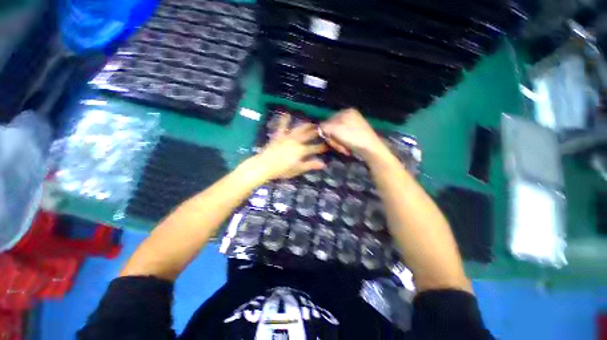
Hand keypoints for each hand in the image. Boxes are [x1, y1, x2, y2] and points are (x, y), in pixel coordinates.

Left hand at [246, 114, 326, 181]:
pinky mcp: (278, 135)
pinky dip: (284, 120)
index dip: (322, 146)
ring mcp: (287, 137)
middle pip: (308, 135)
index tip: (328, 144)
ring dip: (306, 125)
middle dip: (317, 132)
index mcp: (301, 150)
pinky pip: (281, 126)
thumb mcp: (297, 169)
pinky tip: (286, 113)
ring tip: (311, 122)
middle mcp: (296, 141)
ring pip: (299, 129)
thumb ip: (310, 165)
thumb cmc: (281, 170)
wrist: (264, 165)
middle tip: (323, 128)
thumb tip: (323, 163)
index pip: (315, 148)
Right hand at [320, 108, 391, 162]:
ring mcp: (354, 125)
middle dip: (334, 139)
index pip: (328, 121)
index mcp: (346, 111)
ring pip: (338, 135)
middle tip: (338, 146)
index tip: (330, 140)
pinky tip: (347, 148)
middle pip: (333, 129)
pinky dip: (344, 144)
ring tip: (344, 149)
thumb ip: (324, 127)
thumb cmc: (353, 137)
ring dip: (338, 144)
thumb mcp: (335, 130)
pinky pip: (344, 138)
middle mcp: (350, 116)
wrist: (370, 149)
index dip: (327, 132)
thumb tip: (318, 128)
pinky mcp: (357, 133)